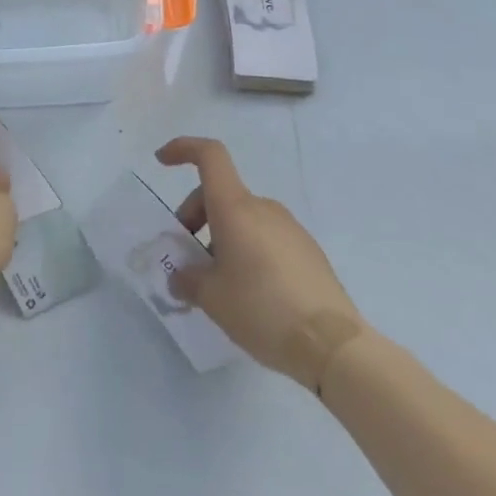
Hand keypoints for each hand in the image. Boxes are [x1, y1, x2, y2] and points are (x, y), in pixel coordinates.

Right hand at [157, 136, 366, 392]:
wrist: (334, 346)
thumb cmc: (262, 309)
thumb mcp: (212, 298)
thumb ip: (188, 280)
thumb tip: (181, 276)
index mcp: (235, 208)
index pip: (209, 156)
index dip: (183, 149)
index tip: (161, 161)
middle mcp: (263, 208)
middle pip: (220, 194)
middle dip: (196, 218)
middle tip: (188, 260)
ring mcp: (290, 228)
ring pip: (243, 219)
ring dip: (222, 239)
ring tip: (219, 285)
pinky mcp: (308, 252)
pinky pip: (266, 238)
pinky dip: (248, 251)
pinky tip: (251, 294)